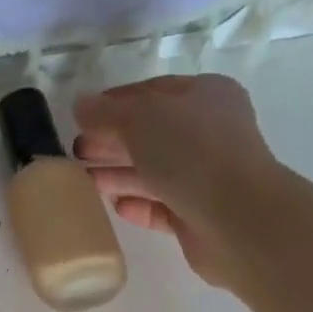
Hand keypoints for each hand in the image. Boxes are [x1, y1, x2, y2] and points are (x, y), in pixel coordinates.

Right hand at [74, 75, 279, 288]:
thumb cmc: (192, 153)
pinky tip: (116, 207)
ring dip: (120, 174)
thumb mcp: (142, 118)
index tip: (80, 118)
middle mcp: (209, 133)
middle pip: (151, 134)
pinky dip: (139, 205)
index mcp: (205, 96)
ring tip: (85, 182)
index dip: (113, 103)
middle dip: (112, 142)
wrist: (236, 218)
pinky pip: (162, 207)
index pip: (151, 93)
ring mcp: (205, 177)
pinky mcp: (198, 217)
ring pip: (155, 172)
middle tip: (77, 153)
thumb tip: (80, 105)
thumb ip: (107, 112)